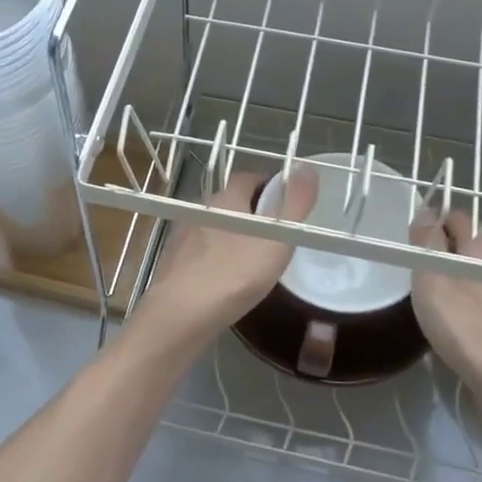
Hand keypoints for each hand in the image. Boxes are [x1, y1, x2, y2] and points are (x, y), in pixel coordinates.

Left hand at [142, 166, 319, 340]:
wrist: (181, 314)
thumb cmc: (234, 274)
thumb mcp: (277, 239)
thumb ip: (295, 205)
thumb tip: (307, 167)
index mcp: (224, 200)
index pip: (248, 178)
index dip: (269, 186)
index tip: (286, 203)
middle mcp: (200, 211)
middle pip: (231, 203)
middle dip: (253, 212)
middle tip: (276, 234)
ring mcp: (182, 237)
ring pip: (215, 228)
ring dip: (234, 236)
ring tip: (255, 259)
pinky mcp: (173, 262)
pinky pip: (202, 252)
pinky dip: (217, 258)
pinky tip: (227, 279)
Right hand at [409, 208, 481, 433]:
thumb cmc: (467, 324)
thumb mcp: (433, 276)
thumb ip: (427, 241)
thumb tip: (427, 210)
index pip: (456, 217)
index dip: (431, 224)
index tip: (409, 245)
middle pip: (467, 248)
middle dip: (442, 255)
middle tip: (414, 275)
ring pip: (476, 278)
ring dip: (454, 285)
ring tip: (429, 304)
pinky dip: (467, 311)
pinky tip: (454, 330)